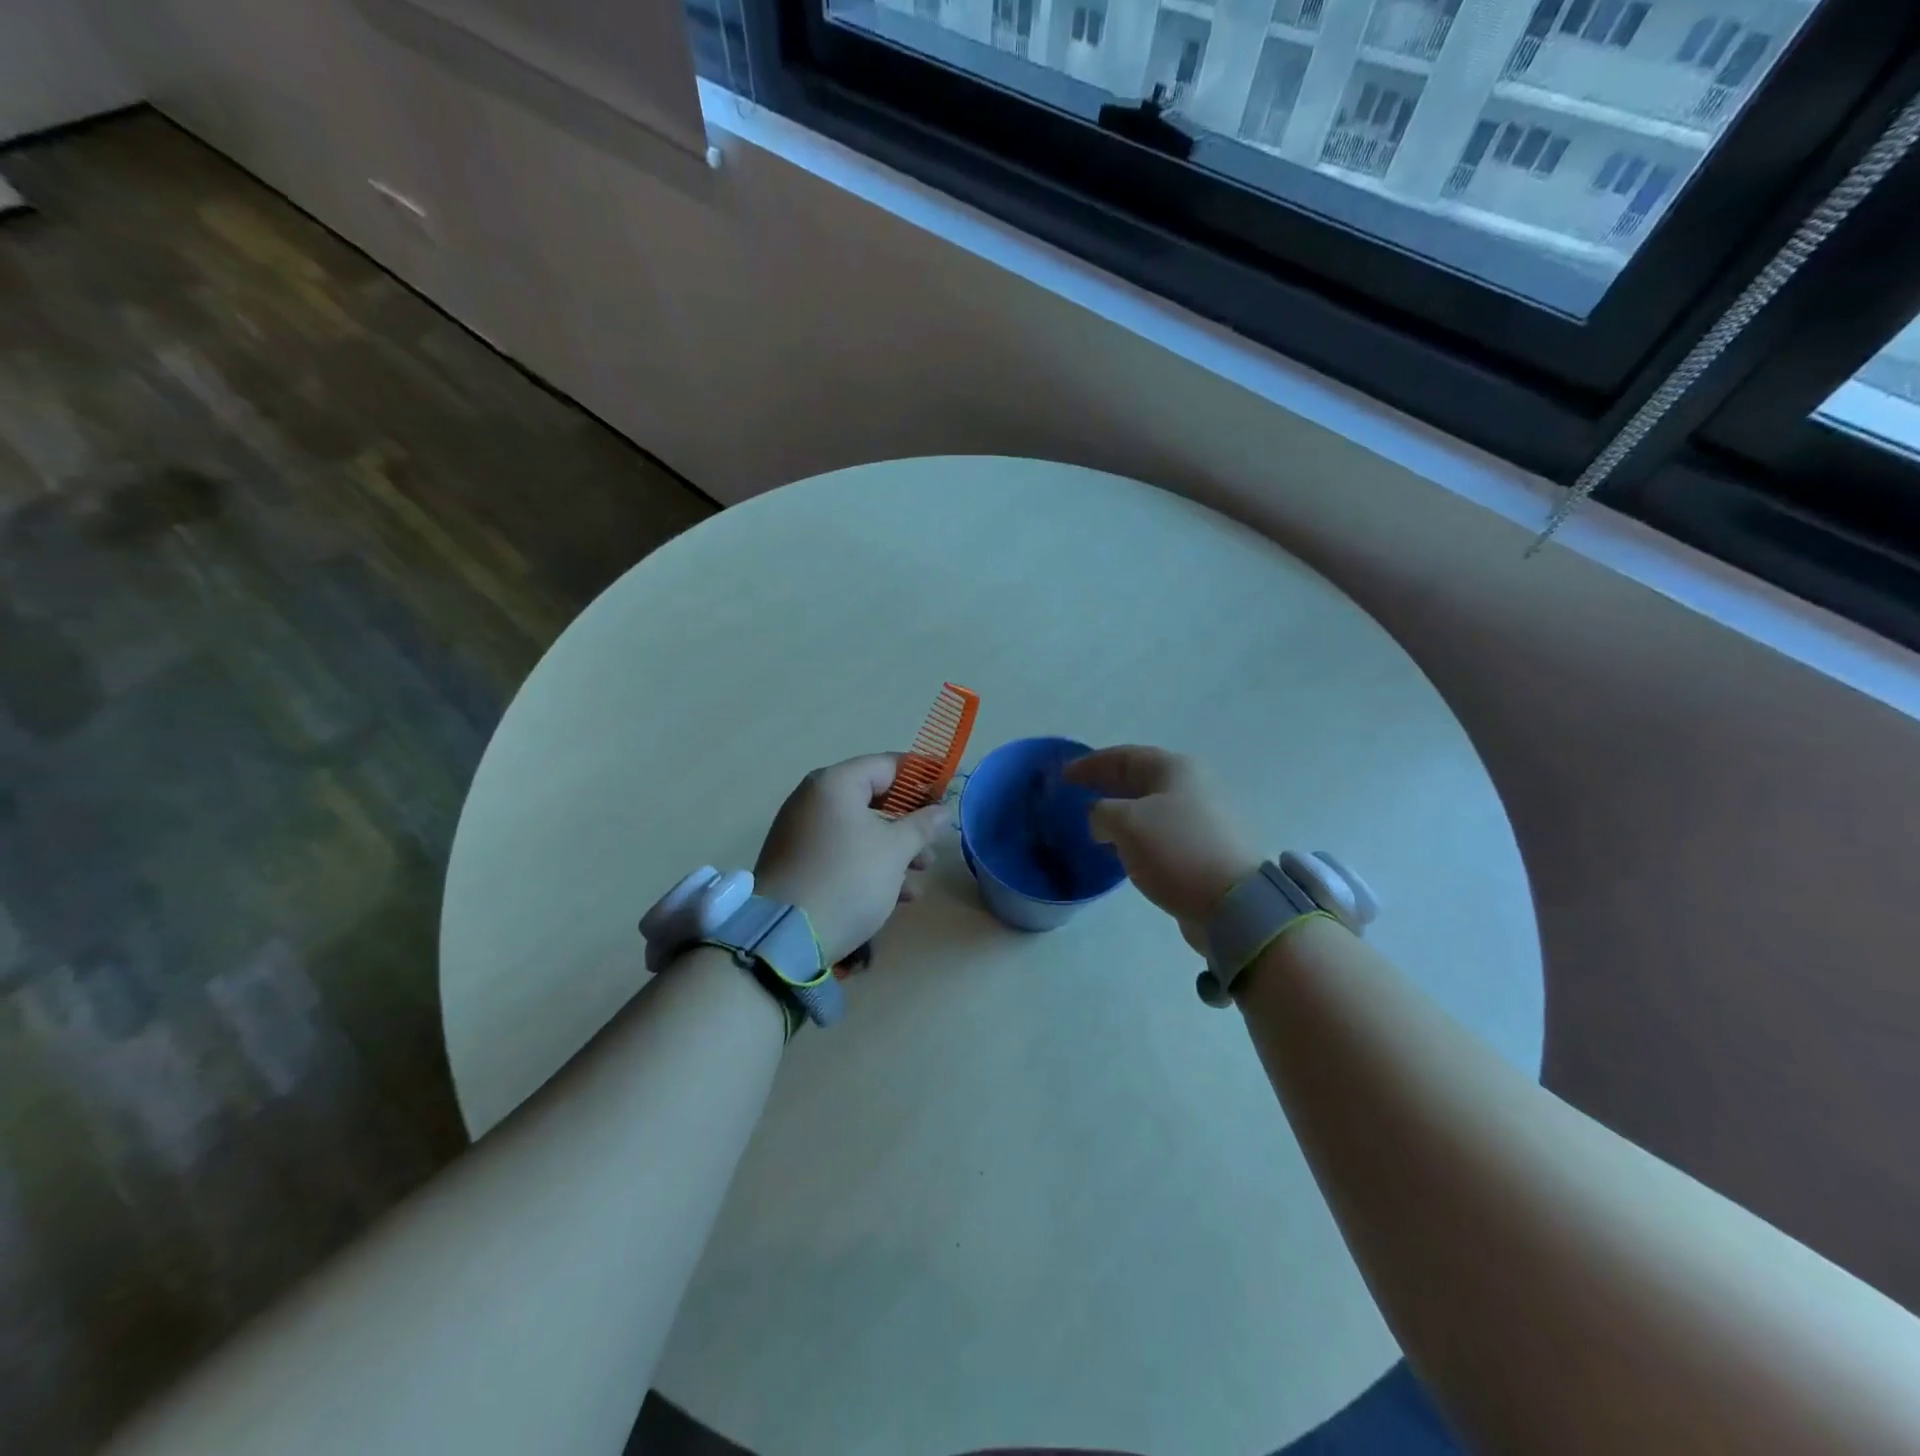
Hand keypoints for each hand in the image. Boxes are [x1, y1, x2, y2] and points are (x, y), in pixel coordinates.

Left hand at [754, 755, 950, 965]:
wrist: (785, 936)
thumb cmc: (848, 878)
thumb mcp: (895, 850)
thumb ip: (922, 825)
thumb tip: (941, 811)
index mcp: (835, 784)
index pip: (887, 765)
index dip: (922, 777)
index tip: (948, 793)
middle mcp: (813, 800)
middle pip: (873, 799)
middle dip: (910, 823)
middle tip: (935, 842)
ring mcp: (802, 833)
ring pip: (860, 831)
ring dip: (895, 850)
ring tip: (922, 875)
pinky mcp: (799, 864)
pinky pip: (842, 853)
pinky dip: (870, 865)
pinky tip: (898, 895)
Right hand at [1063, 746, 1261, 952]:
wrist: (1233, 903)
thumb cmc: (1176, 850)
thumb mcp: (1126, 823)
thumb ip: (1101, 812)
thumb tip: (1100, 819)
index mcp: (1175, 768)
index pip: (1124, 756)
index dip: (1090, 764)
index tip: (1063, 775)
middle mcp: (1193, 785)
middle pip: (1140, 778)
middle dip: (1106, 785)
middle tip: (1075, 796)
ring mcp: (1204, 817)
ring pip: (1151, 807)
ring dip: (1121, 812)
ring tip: (1094, 824)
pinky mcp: (1206, 848)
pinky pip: (1162, 832)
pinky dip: (1137, 834)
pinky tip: (1122, 849)